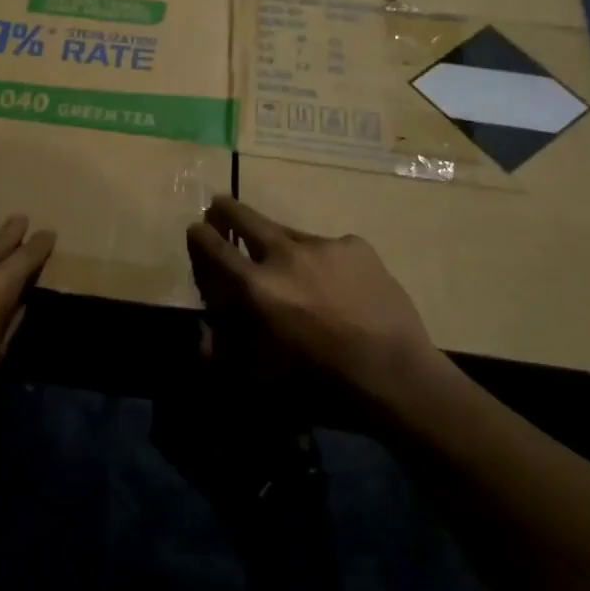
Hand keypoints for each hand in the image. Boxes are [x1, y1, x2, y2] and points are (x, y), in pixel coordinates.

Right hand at [185, 197, 457, 406]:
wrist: (394, 374)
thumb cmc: (320, 380)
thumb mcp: (261, 373)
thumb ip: (224, 352)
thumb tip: (201, 337)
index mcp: (255, 286)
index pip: (213, 246)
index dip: (199, 235)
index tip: (196, 229)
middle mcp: (283, 254)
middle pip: (243, 216)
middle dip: (225, 210)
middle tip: (220, 210)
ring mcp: (322, 245)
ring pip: (287, 232)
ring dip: (279, 243)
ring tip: (292, 267)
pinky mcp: (355, 245)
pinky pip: (328, 247)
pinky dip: (323, 261)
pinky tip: (338, 285)